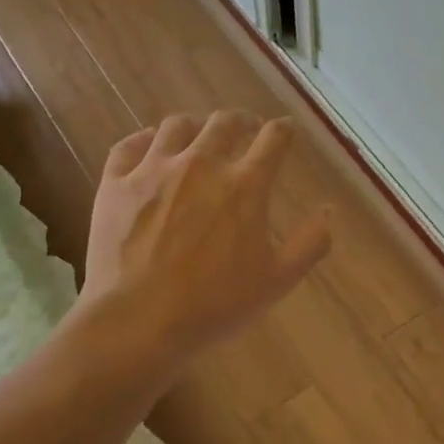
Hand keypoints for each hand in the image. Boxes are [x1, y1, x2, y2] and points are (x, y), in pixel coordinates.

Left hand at [80, 111, 331, 368]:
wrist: (139, 322)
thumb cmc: (215, 305)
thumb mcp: (277, 281)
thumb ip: (310, 243)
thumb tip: (328, 210)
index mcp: (245, 184)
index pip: (274, 137)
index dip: (284, 131)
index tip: (286, 133)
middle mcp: (201, 163)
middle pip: (225, 121)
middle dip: (241, 121)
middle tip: (245, 131)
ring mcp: (153, 169)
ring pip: (177, 125)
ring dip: (195, 126)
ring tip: (198, 137)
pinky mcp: (115, 183)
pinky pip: (130, 144)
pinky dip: (145, 140)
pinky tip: (150, 148)